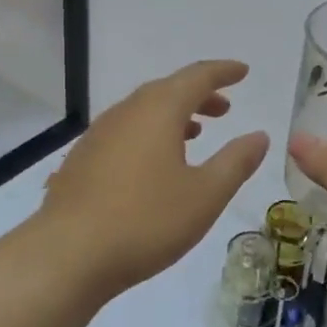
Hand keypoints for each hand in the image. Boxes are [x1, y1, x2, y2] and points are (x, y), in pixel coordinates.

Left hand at [38, 60, 267, 302]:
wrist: (67, 255)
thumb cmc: (146, 221)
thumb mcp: (205, 195)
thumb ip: (235, 162)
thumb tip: (259, 136)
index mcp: (158, 110)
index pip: (197, 77)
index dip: (223, 72)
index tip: (243, 71)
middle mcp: (126, 112)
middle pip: (168, 90)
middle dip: (199, 94)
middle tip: (224, 108)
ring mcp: (99, 134)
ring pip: (143, 111)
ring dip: (173, 115)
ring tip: (195, 133)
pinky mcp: (82, 159)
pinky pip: (125, 131)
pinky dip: (149, 133)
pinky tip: (153, 164)